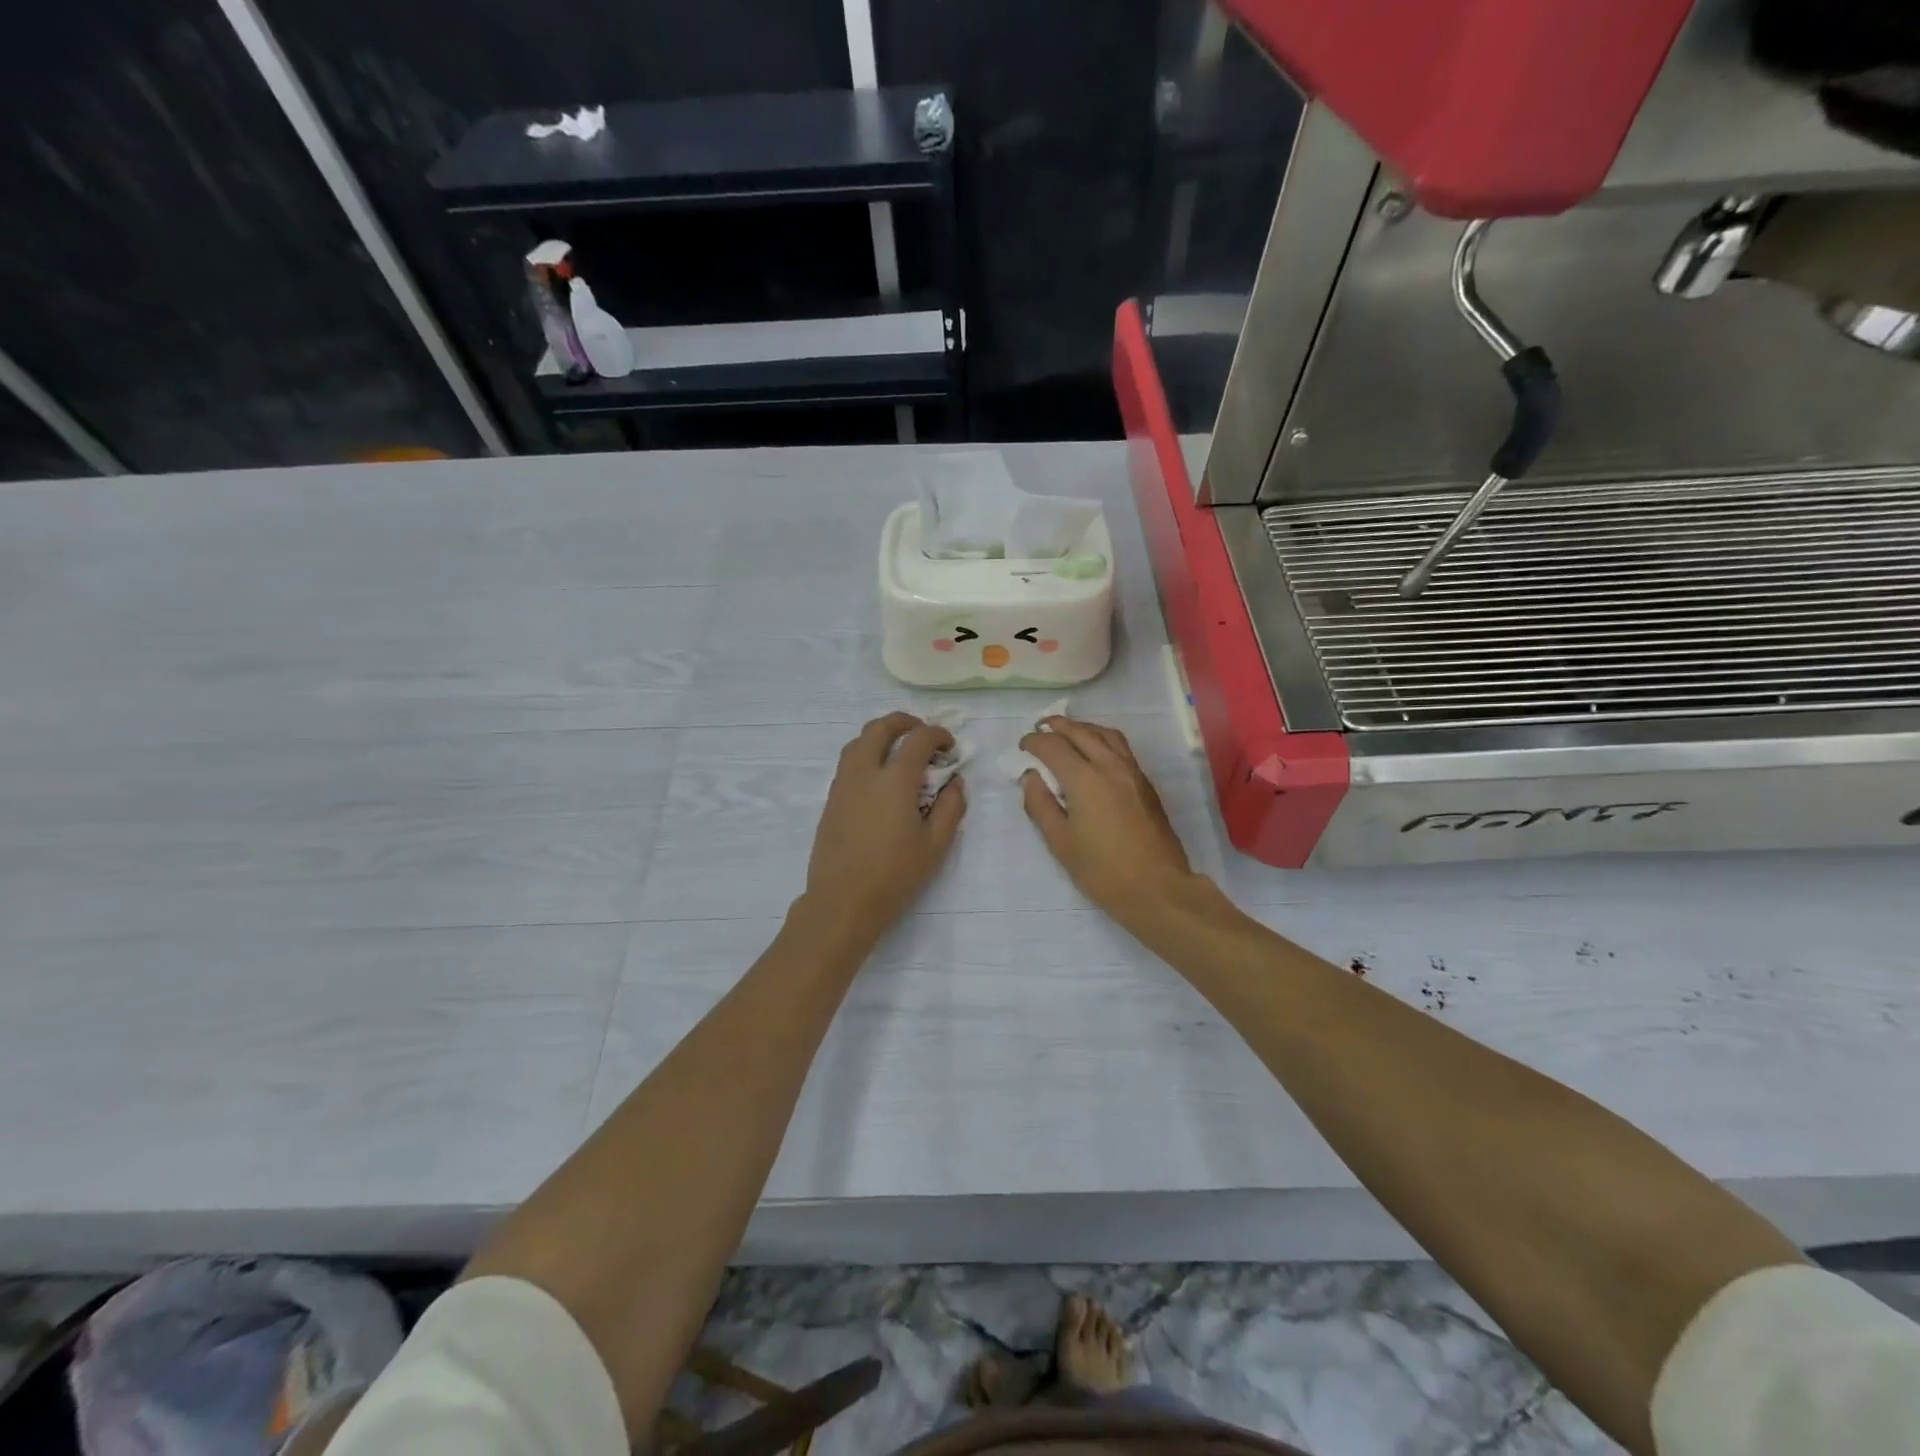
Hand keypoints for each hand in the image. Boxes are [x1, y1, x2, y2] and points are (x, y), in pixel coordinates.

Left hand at [802, 713, 965, 943]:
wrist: (842, 901)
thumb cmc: (894, 875)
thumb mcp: (935, 845)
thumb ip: (951, 807)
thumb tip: (954, 782)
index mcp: (895, 780)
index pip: (918, 739)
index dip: (938, 734)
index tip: (950, 747)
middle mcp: (865, 772)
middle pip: (880, 727)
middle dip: (904, 722)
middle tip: (922, 734)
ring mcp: (843, 784)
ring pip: (858, 741)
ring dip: (882, 735)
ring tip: (899, 751)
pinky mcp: (831, 799)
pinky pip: (848, 761)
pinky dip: (867, 753)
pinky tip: (880, 777)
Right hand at [1017, 716, 1197, 925]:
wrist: (1157, 887)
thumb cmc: (1102, 870)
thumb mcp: (1060, 842)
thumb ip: (1040, 805)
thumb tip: (1030, 777)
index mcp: (1084, 779)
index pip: (1053, 746)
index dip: (1034, 742)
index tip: (1022, 746)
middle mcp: (1110, 765)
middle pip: (1080, 732)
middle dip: (1057, 726)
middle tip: (1040, 728)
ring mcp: (1132, 772)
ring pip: (1105, 734)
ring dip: (1082, 728)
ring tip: (1067, 733)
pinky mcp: (1145, 783)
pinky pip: (1120, 747)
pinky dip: (1101, 739)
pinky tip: (1094, 753)